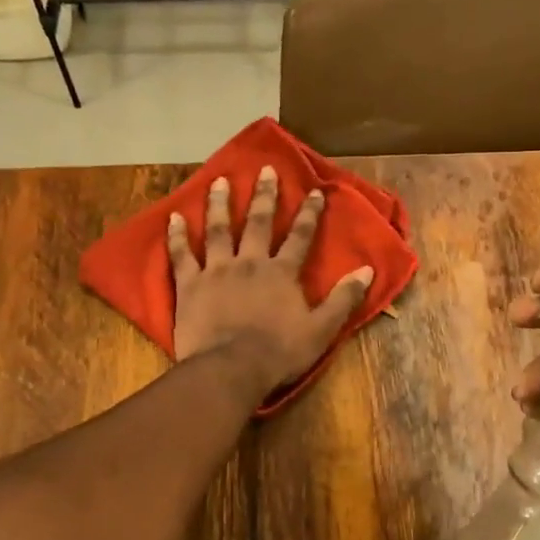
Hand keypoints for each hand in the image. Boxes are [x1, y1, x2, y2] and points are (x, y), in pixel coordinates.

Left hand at [169, 166, 374, 395]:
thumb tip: (367, 270)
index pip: (300, 237)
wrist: (230, 369)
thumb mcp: (322, 329)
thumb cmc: (279, 352)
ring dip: (220, 204)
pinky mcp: (190, 285)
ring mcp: (217, 271)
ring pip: (218, 230)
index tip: (314, 191)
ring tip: (220, 181)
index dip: (309, 213)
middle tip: (265, 169)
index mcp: (282, 273)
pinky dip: (176, 236)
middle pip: (259, 223)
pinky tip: (173, 217)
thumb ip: (343, 298)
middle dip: (265, 195)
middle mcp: (250, 262)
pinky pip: (181, 255)